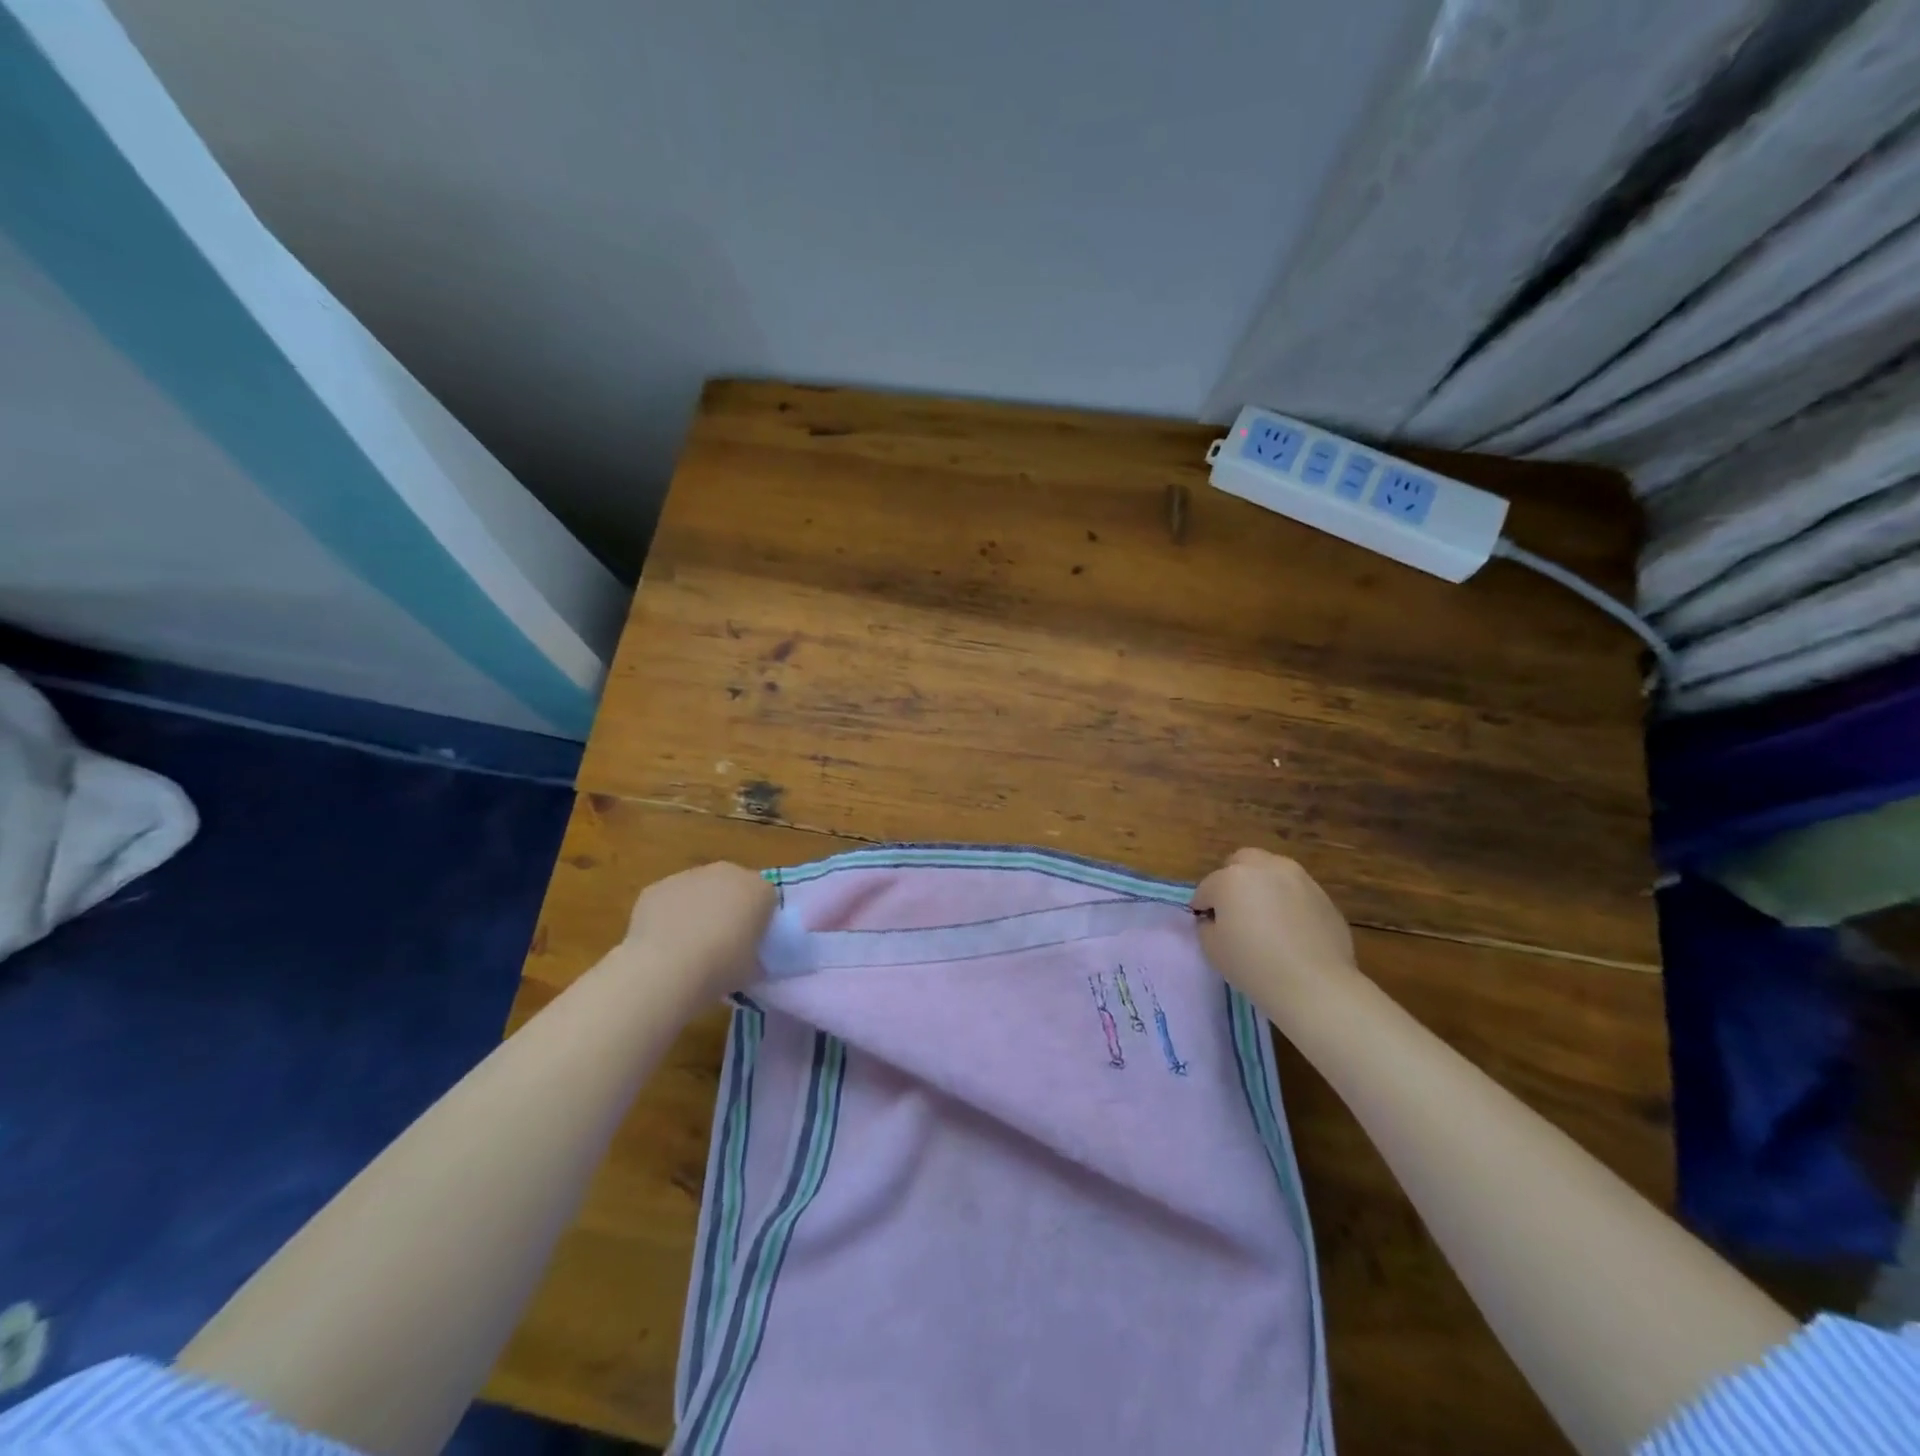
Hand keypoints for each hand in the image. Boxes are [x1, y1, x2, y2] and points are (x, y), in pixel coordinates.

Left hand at [623, 862, 776, 999]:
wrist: (666, 968)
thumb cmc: (721, 968)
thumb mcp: (753, 969)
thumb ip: (756, 957)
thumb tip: (749, 960)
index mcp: (759, 890)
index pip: (767, 899)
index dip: (759, 920)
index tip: (751, 942)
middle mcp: (727, 873)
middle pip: (733, 886)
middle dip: (729, 907)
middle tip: (722, 940)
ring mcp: (690, 876)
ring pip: (699, 890)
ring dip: (698, 908)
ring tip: (688, 945)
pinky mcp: (658, 887)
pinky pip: (670, 900)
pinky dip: (669, 915)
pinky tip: (663, 943)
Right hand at [1192, 849, 1357, 1022]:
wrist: (1315, 985)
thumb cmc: (1254, 966)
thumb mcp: (1212, 949)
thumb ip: (1207, 925)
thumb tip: (1215, 919)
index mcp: (1231, 878)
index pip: (1207, 888)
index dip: (1204, 908)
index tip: (1208, 927)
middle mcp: (1265, 868)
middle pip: (1242, 862)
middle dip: (1233, 880)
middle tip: (1234, 910)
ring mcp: (1299, 879)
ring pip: (1272, 872)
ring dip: (1263, 887)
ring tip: (1266, 918)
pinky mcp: (1324, 896)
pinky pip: (1296, 893)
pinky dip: (1289, 903)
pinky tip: (1292, 931)